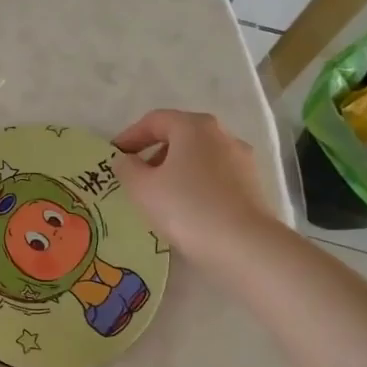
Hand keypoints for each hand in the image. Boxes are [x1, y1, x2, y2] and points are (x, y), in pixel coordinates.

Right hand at [112, 109, 278, 272]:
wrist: (244, 246)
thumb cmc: (186, 207)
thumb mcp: (142, 188)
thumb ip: (127, 168)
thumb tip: (126, 160)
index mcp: (193, 127)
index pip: (154, 120)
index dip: (130, 135)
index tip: (114, 155)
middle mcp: (222, 135)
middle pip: (180, 135)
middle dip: (154, 152)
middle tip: (135, 175)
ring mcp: (242, 160)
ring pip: (199, 156)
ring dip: (175, 169)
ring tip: (159, 195)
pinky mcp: (252, 185)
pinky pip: (215, 176)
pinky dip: (195, 184)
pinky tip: (185, 208)